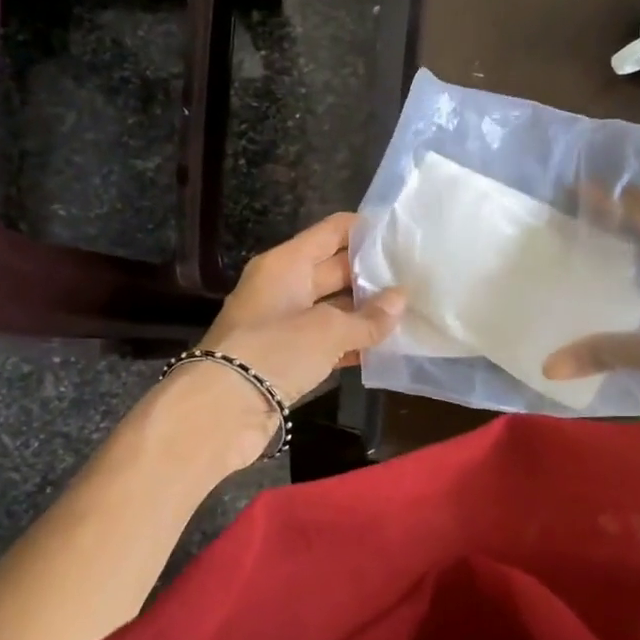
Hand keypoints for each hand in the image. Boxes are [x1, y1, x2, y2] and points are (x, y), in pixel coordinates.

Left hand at [201, 212, 405, 407]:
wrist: (224, 409)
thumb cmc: (276, 350)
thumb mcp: (328, 330)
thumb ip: (368, 317)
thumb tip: (401, 299)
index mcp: (286, 264)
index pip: (332, 231)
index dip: (366, 230)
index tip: (403, 237)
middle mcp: (284, 286)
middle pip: (335, 268)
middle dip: (372, 273)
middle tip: (415, 277)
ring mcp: (285, 323)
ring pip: (334, 307)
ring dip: (366, 311)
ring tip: (410, 310)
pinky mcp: (288, 356)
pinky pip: (328, 339)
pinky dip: (352, 341)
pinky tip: (385, 346)